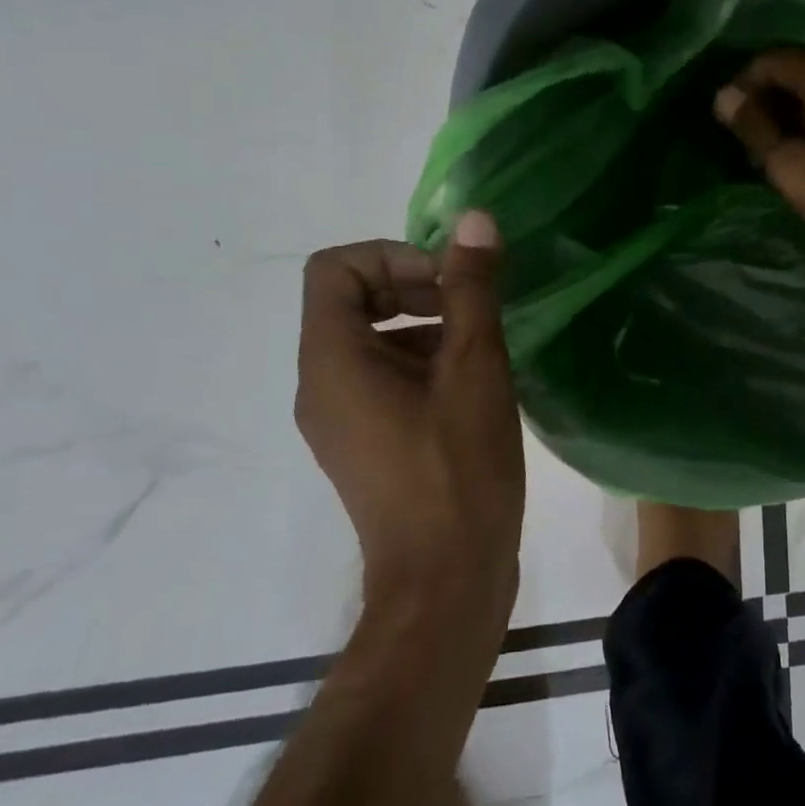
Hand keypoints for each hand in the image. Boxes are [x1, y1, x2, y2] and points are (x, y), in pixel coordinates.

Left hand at [294, 213, 521, 633]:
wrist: (446, 584)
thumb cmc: (457, 468)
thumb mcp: (474, 366)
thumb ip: (471, 288)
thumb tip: (474, 221)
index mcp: (333, 361)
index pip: (335, 268)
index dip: (393, 256)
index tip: (448, 281)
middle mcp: (322, 385)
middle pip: (352, 299)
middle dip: (414, 285)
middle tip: (472, 306)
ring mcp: (341, 418)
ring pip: (372, 338)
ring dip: (425, 322)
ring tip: (482, 344)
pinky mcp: (366, 442)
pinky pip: (383, 375)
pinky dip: (424, 359)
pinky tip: (475, 382)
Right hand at [713, 49, 804, 299]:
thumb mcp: (790, 166)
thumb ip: (755, 126)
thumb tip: (724, 96)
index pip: (775, 59)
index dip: (744, 82)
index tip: (728, 116)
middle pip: (802, 67)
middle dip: (770, 93)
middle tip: (748, 131)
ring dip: (795, 106)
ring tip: (774, 141)